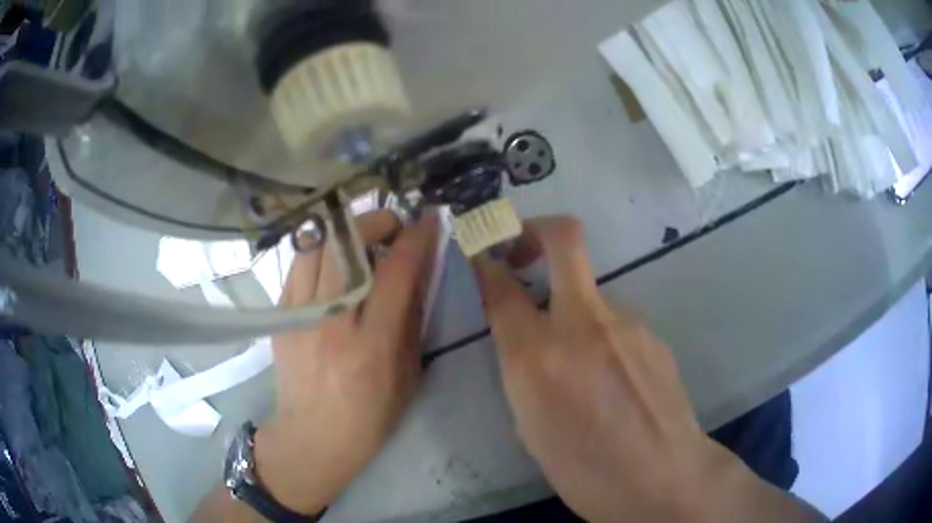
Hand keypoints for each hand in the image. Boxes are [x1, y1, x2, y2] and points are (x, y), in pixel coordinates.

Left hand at [255, 211, 437, 514]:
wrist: (312, 437)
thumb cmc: (369, 417)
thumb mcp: (407, 375)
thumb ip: (411, 319)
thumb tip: (417, 270)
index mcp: (373, 344)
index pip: (396, 271)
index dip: (415, 236)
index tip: (427, 219)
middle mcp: (332, 322)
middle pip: (347, 243)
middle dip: (375, 220)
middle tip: (391, 226)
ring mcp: (298, 316)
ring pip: (316, 245)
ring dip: (344, 231)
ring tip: (360, 241)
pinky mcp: (280, 316)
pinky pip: (299, 265)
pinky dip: (321, 253)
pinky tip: (333, 266)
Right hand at [473, 217, 820, 521]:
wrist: (663, 478)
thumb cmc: (585, 471)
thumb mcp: (531, 428)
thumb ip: (525, 373)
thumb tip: (527, 343)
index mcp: (537, 357)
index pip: (501, 285)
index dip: (486, 260)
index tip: (482, 252)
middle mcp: (582, 323)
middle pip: (564, 238)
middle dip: (536, 229)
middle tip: (523, 247)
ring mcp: (626, 323)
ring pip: (590, 295)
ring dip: (573, 313)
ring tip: (583, 373)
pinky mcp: (652, 334)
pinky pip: (615, 325)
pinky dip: (602, 340)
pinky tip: (613, 384)